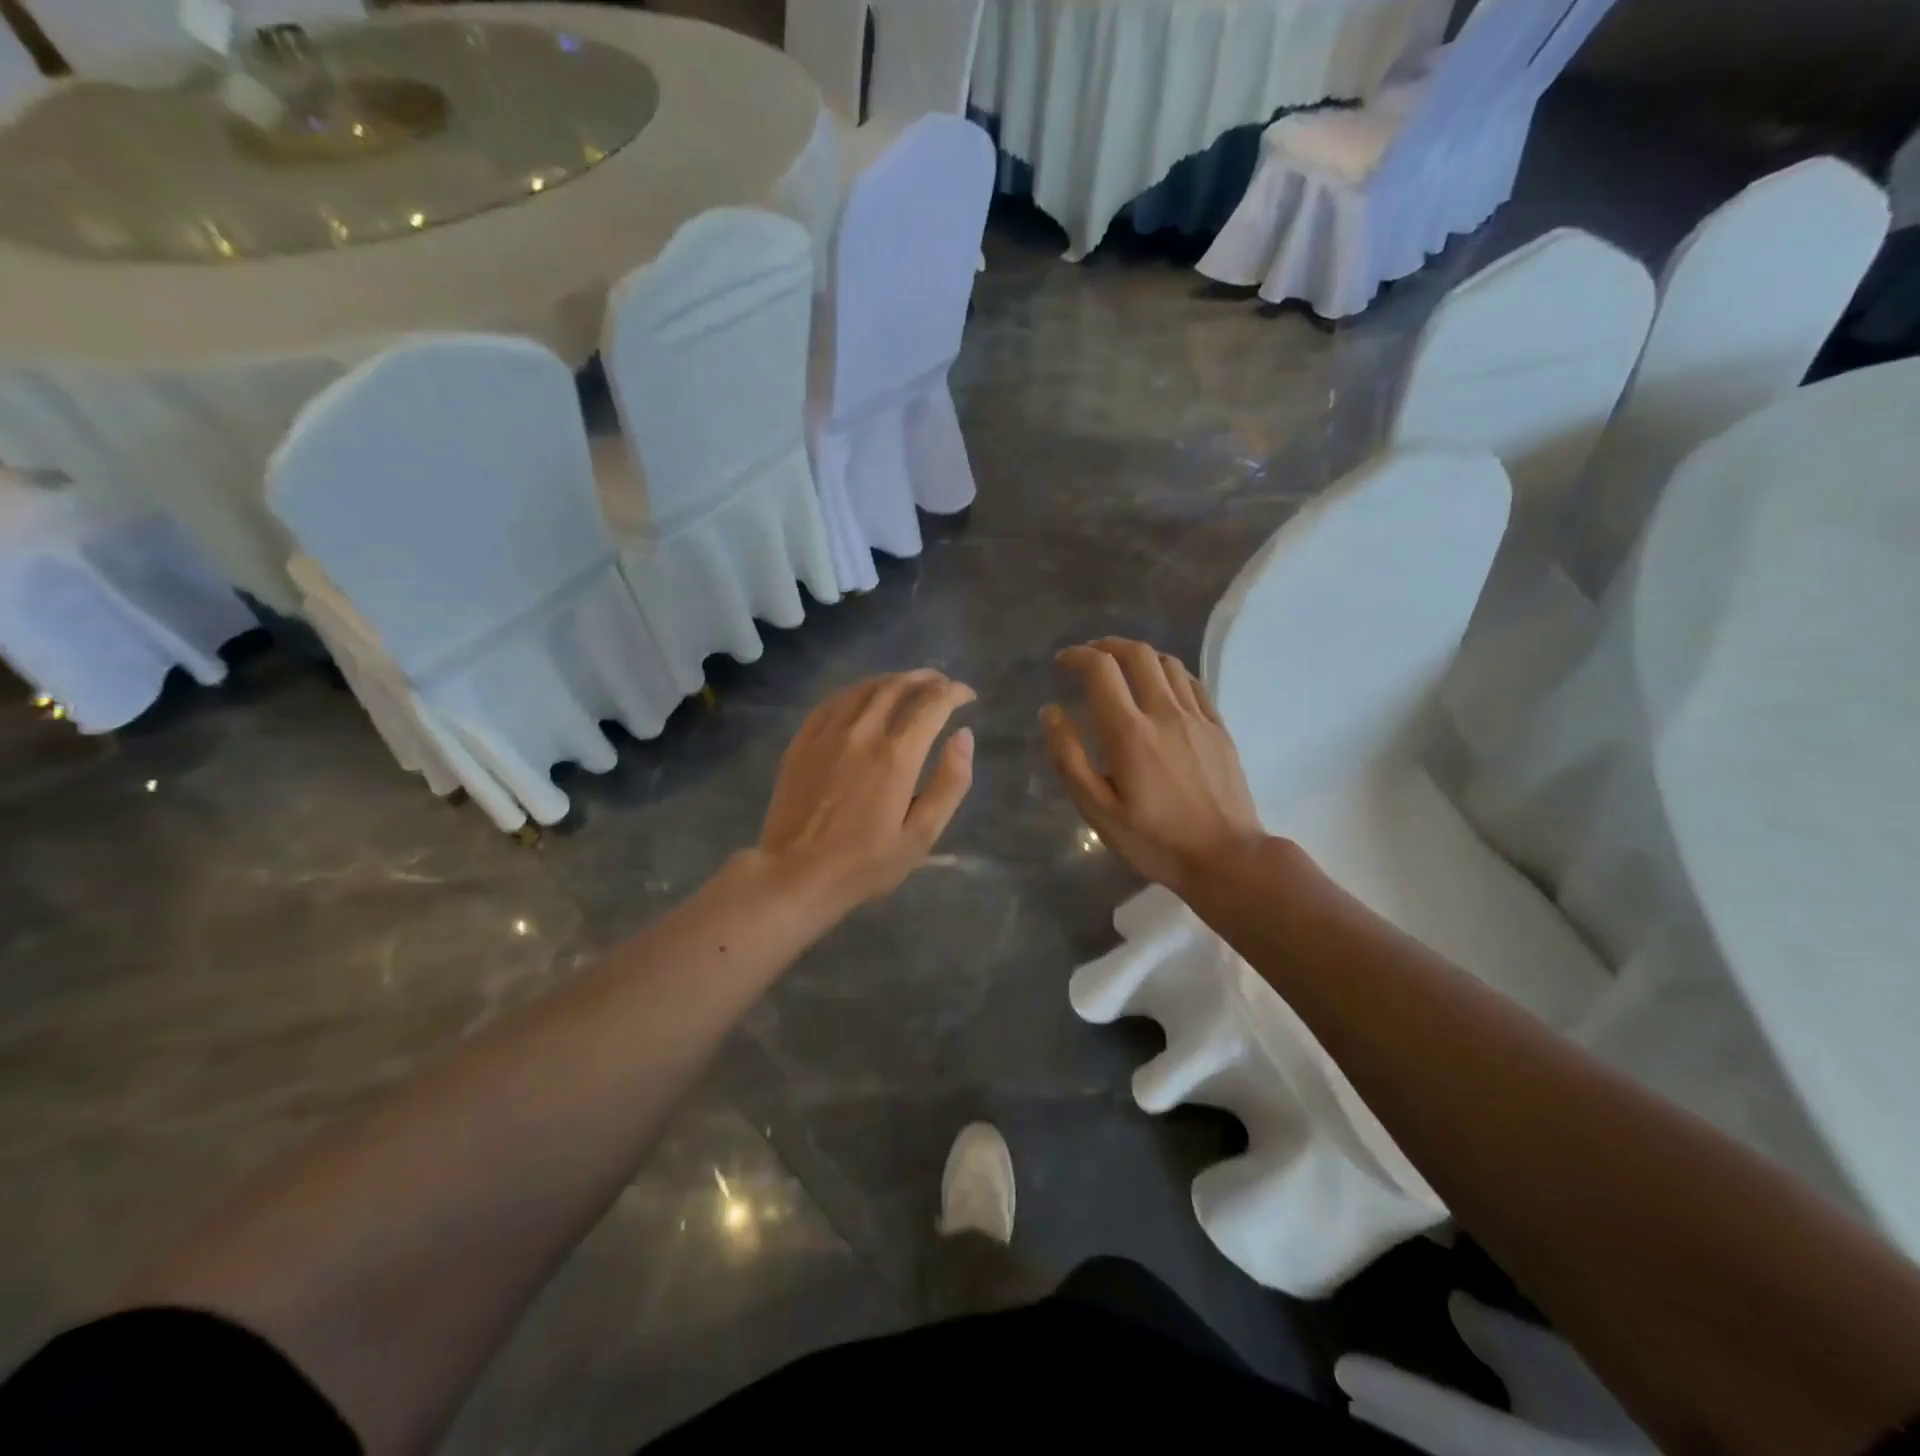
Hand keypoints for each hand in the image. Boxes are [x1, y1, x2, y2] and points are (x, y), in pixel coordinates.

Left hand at [759, 669, 975, 909]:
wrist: (795, 875)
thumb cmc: (865, 864)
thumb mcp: (921, 836)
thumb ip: (950, 783)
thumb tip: (964, 735)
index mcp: (897, 756)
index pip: (932, 704)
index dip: (955, 693)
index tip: (967, 696)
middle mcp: (863, 733)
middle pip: (898, 686)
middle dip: (927, 679)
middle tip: (942, 684)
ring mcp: (827, 733)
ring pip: (865, 687)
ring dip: (893, 679)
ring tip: (910, 684)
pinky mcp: (802, 741)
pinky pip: (833, 700)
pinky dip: (858, 690)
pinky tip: (865, 696)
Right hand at [1042, 638, 1265, 897]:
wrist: (1227, 859)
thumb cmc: (1155, 841)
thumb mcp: (1098, 810)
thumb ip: (1069, 758)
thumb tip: (1051, 712)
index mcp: (1130, 732)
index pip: (1100, 669)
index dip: (1077, 656)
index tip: (1062, 662)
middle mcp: (1165, 712)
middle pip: (1137, 654)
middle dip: (1107, 646)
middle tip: (1089, 657)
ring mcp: (1197, 718)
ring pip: (1168, 663)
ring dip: (1139, 656)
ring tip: (1121, 668)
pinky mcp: (1219, 729)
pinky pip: (1193, 684)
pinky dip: (1169, 674)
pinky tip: (1160, 688)